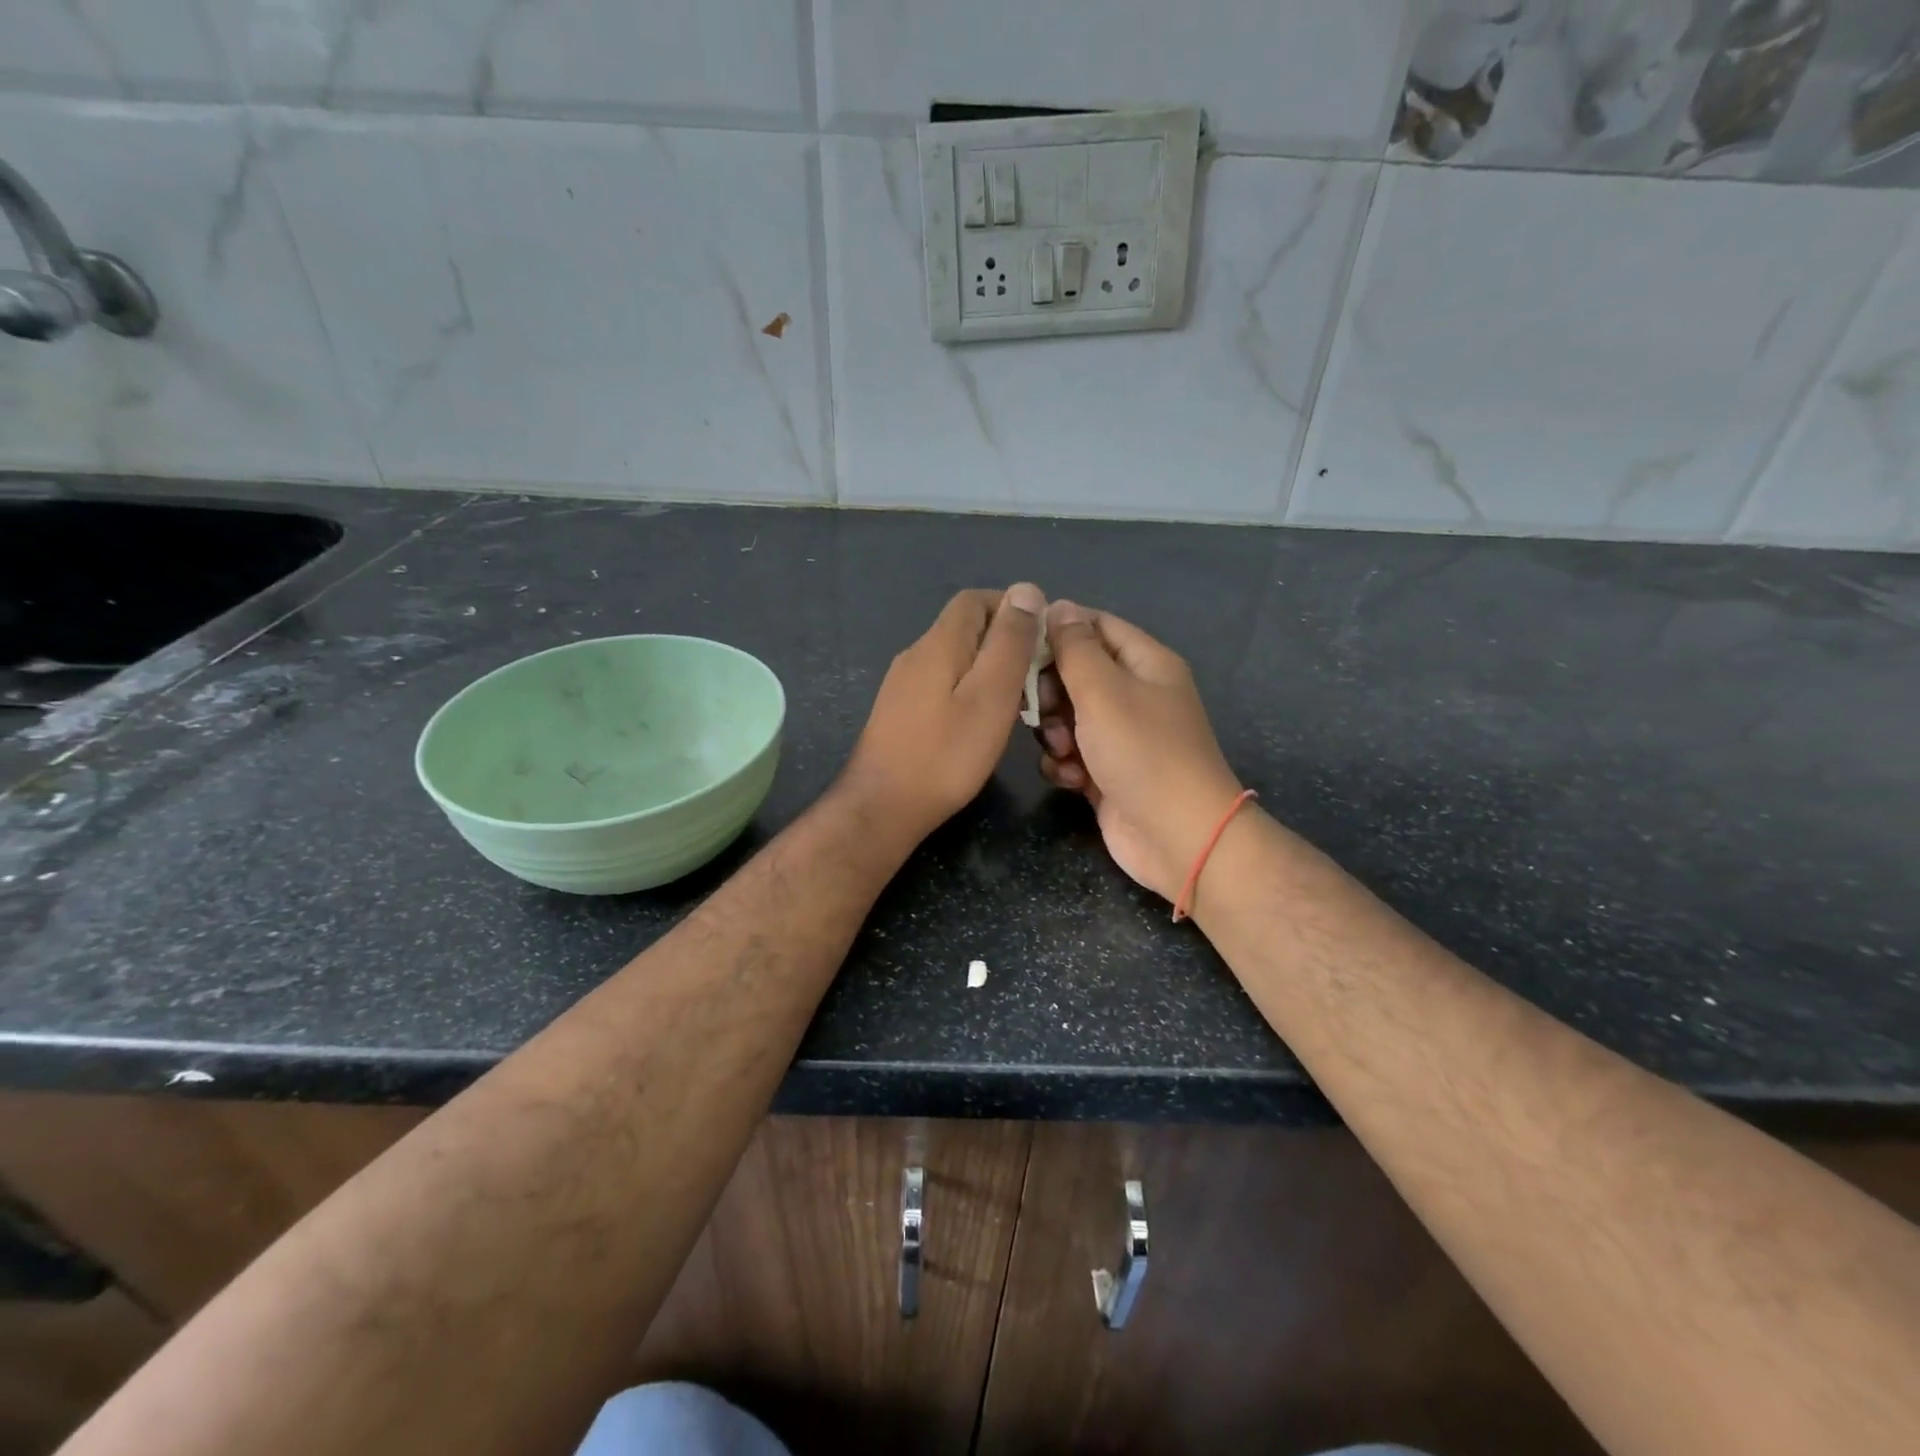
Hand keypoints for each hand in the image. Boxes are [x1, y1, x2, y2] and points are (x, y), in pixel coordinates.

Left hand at [840, 583, 1046, 844]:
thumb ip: (1010, 642)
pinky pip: (942, 684)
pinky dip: (968, 691)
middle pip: (965, 627)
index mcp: (939, 643)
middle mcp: (916, 654)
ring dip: (988, 669)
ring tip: (1016, 703)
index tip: (1042, 639)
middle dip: (1004, 641)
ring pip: (955, 658)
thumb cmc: (946, 754)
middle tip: (1036, 678)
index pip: (975, 599)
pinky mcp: (900, 711)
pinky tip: (981, 722)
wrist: (883, 806)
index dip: (1012, 608)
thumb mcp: (991, 696)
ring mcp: (903, 684)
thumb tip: (1026, 590)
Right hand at [1035, 601, 1243, 901]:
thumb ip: (1074, 647)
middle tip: (1042, 708)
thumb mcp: (1103, 690)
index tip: (1020, 645)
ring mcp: (1122, 736)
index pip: (1096, 625)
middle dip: (1051, 690)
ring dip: (1055, 731)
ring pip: (1068, 716)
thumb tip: (1058, 607)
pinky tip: (1070, 778)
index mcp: (1146, 663)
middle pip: (1076, 672)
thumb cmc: (1142, 752)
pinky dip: (1064, 764)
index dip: (1058, 629)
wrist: (1177, 836)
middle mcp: (1135, 694)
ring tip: (1064, 750)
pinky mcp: (1108, 773)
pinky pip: (1072, 754)